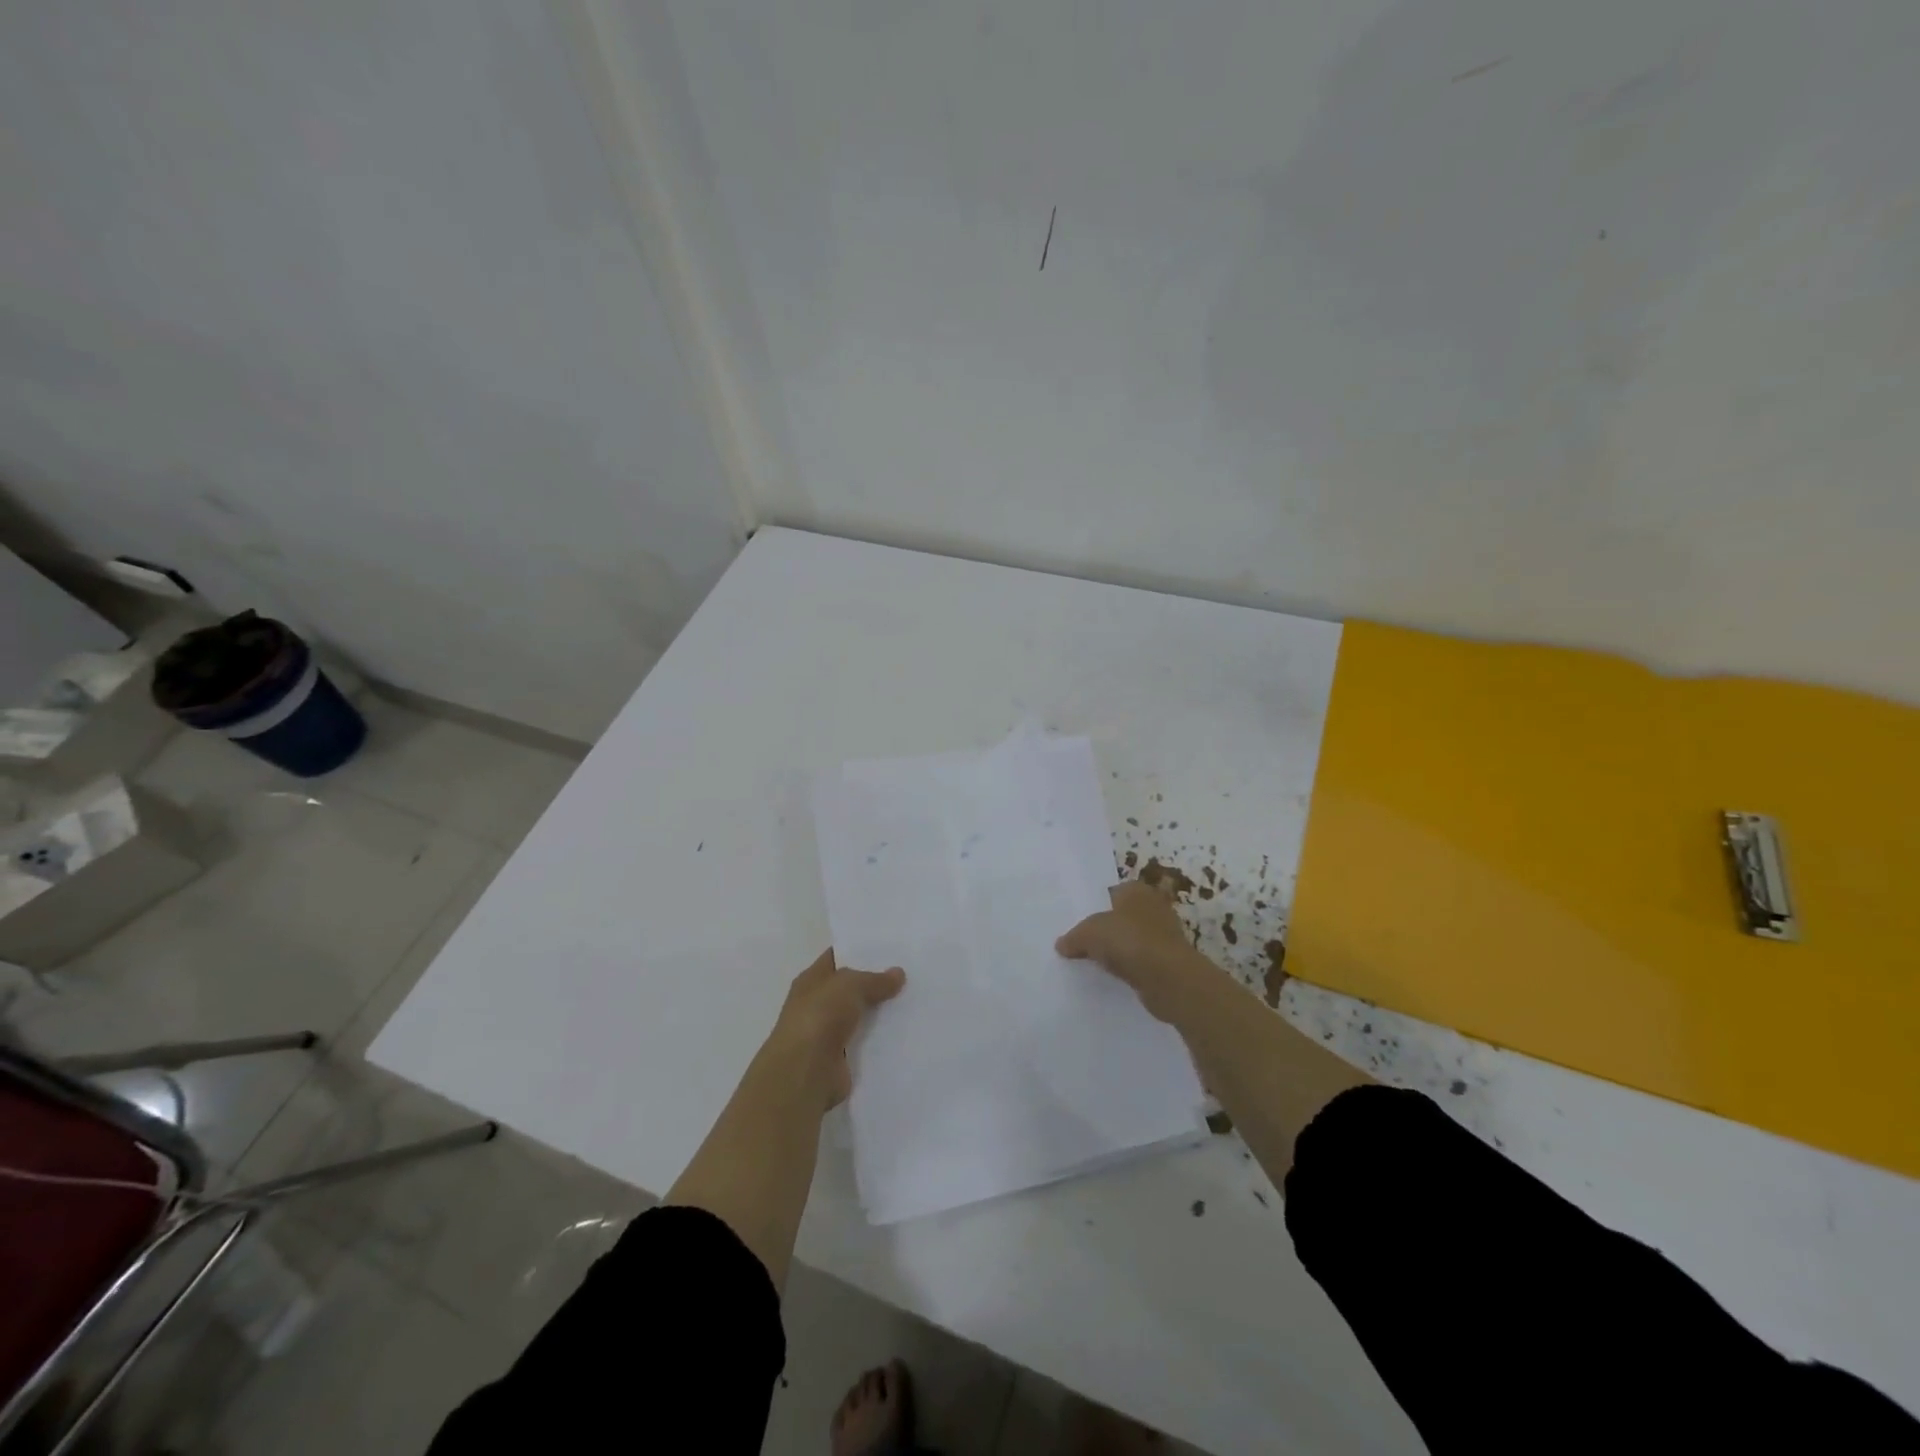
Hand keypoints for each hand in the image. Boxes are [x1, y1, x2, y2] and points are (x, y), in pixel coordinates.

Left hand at [762, 949, 905, 1111]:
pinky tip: (906, 1032)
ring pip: (861, 1016)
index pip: (836, 958)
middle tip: (910, 973)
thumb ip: (874, 979)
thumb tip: (898, 973)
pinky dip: (882, 1040)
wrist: (805, 1072)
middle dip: (876, 982)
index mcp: (811, 980)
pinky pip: (866, 1043)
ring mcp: (828, 1033)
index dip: (859, 951)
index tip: (890, 947)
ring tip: (915, 1001)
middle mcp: (817, 1005)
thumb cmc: (820, 1017)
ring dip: (882, 1013)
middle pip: (851, 988)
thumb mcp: (849, 985)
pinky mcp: (841, 1059)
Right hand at [1056, 881, 1217, 1024]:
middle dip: (1106, 928)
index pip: (1110, 892)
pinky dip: (1130, 966)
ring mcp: (1164, 933)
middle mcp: (1153, 906)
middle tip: (1082, 942)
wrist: (1168, 978)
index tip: (1077, 923)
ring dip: (1119, 949)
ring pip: (1132, 938)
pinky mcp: (1169, 959)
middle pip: (1121, 915)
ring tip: (1095, 961)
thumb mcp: (1088, 934)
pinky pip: (1141, 959)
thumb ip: (1073, 937)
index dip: (1093, 906)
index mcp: (1135, 889)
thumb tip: (1061, 945)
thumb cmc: (1128, 941)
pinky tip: (1115, 976)